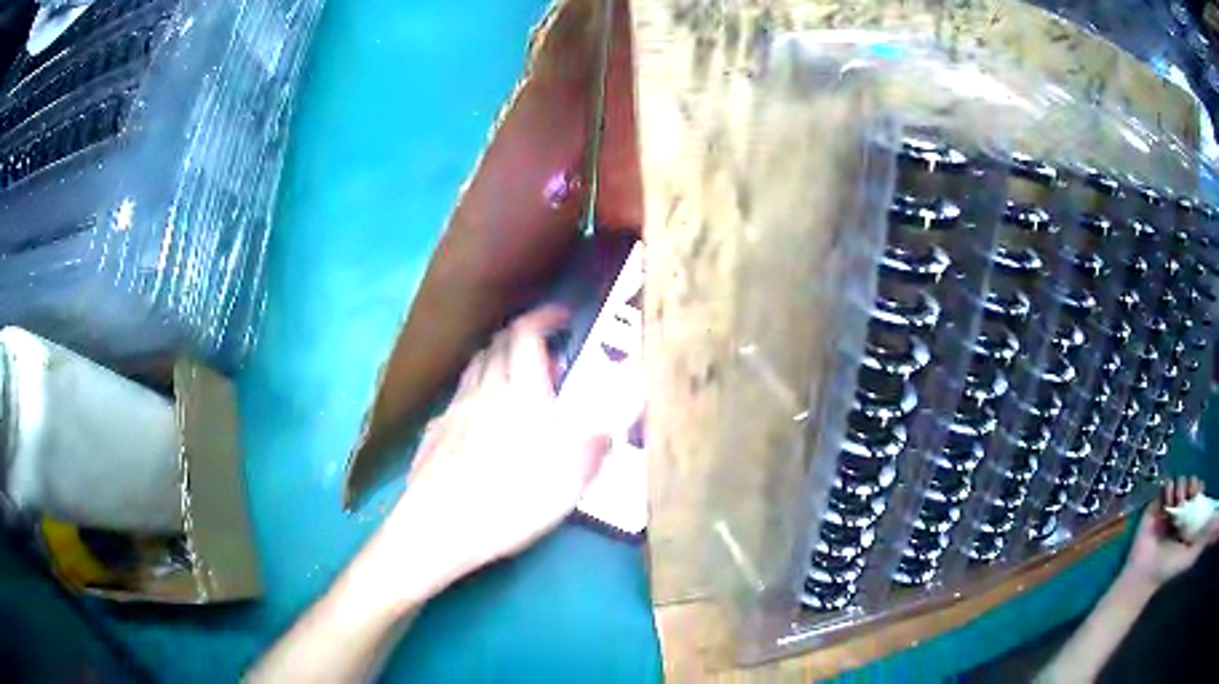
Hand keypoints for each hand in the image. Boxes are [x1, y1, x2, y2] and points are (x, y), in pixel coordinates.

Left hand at [372, 305, 630, 605]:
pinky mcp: (434, 432)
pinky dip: (475, 392)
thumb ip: (594, 446)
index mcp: (520, 393)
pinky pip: (458, 397)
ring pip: (475, 367)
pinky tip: (480, 419)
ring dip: (497, 361)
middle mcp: (484, 390)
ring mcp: (453, 410)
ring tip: (515, 381)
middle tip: (545, 355)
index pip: (526, 333)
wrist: (440, 527)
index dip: (544, 316)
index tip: (561, 317)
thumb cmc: (510, 500)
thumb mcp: (569, 480)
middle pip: (498, 344)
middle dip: (523, 337)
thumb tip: (608, 429)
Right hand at [1122, 476, 1218, 588]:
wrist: (1145, 576)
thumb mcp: (1185, 560)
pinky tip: (1167, 502)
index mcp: (1187, 520)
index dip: (1198, 488)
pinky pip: (1164, 487)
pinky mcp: (1155, 507)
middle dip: (1190, 485)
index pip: (1196, 494)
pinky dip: (1168, 489)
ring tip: (1176, 502)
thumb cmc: (1166, 569)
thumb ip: (1195, 549)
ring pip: (1178, 482)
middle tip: (1186, 496)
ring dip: (1180, 486)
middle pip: (1189, 485)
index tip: (1197, 491)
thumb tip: (1204, 538)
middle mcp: (1179, 512)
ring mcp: (1167, 509)